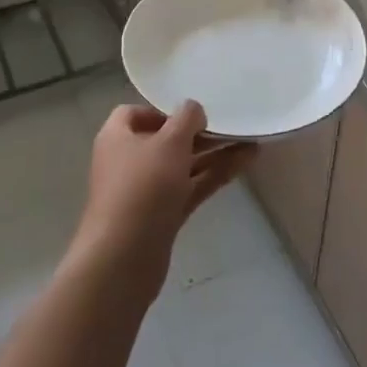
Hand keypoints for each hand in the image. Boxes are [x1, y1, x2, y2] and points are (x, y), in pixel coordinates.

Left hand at [68, 100, 256, 294]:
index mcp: (116, 136)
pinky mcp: (161, 216)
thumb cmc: (142, 187)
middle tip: (229, 125)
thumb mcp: (168, 142)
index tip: (191, 113)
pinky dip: (213, 175)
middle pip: (164, 140)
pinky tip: (245, 163)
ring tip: (249, 140)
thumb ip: (185, 119)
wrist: (124, 258)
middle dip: (196, 133)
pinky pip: (190, 187)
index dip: (162, 110)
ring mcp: (145, 191)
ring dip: (212, 154)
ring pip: (182, 165)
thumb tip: (193, 109)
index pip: (135, 113)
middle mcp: (128, 161)